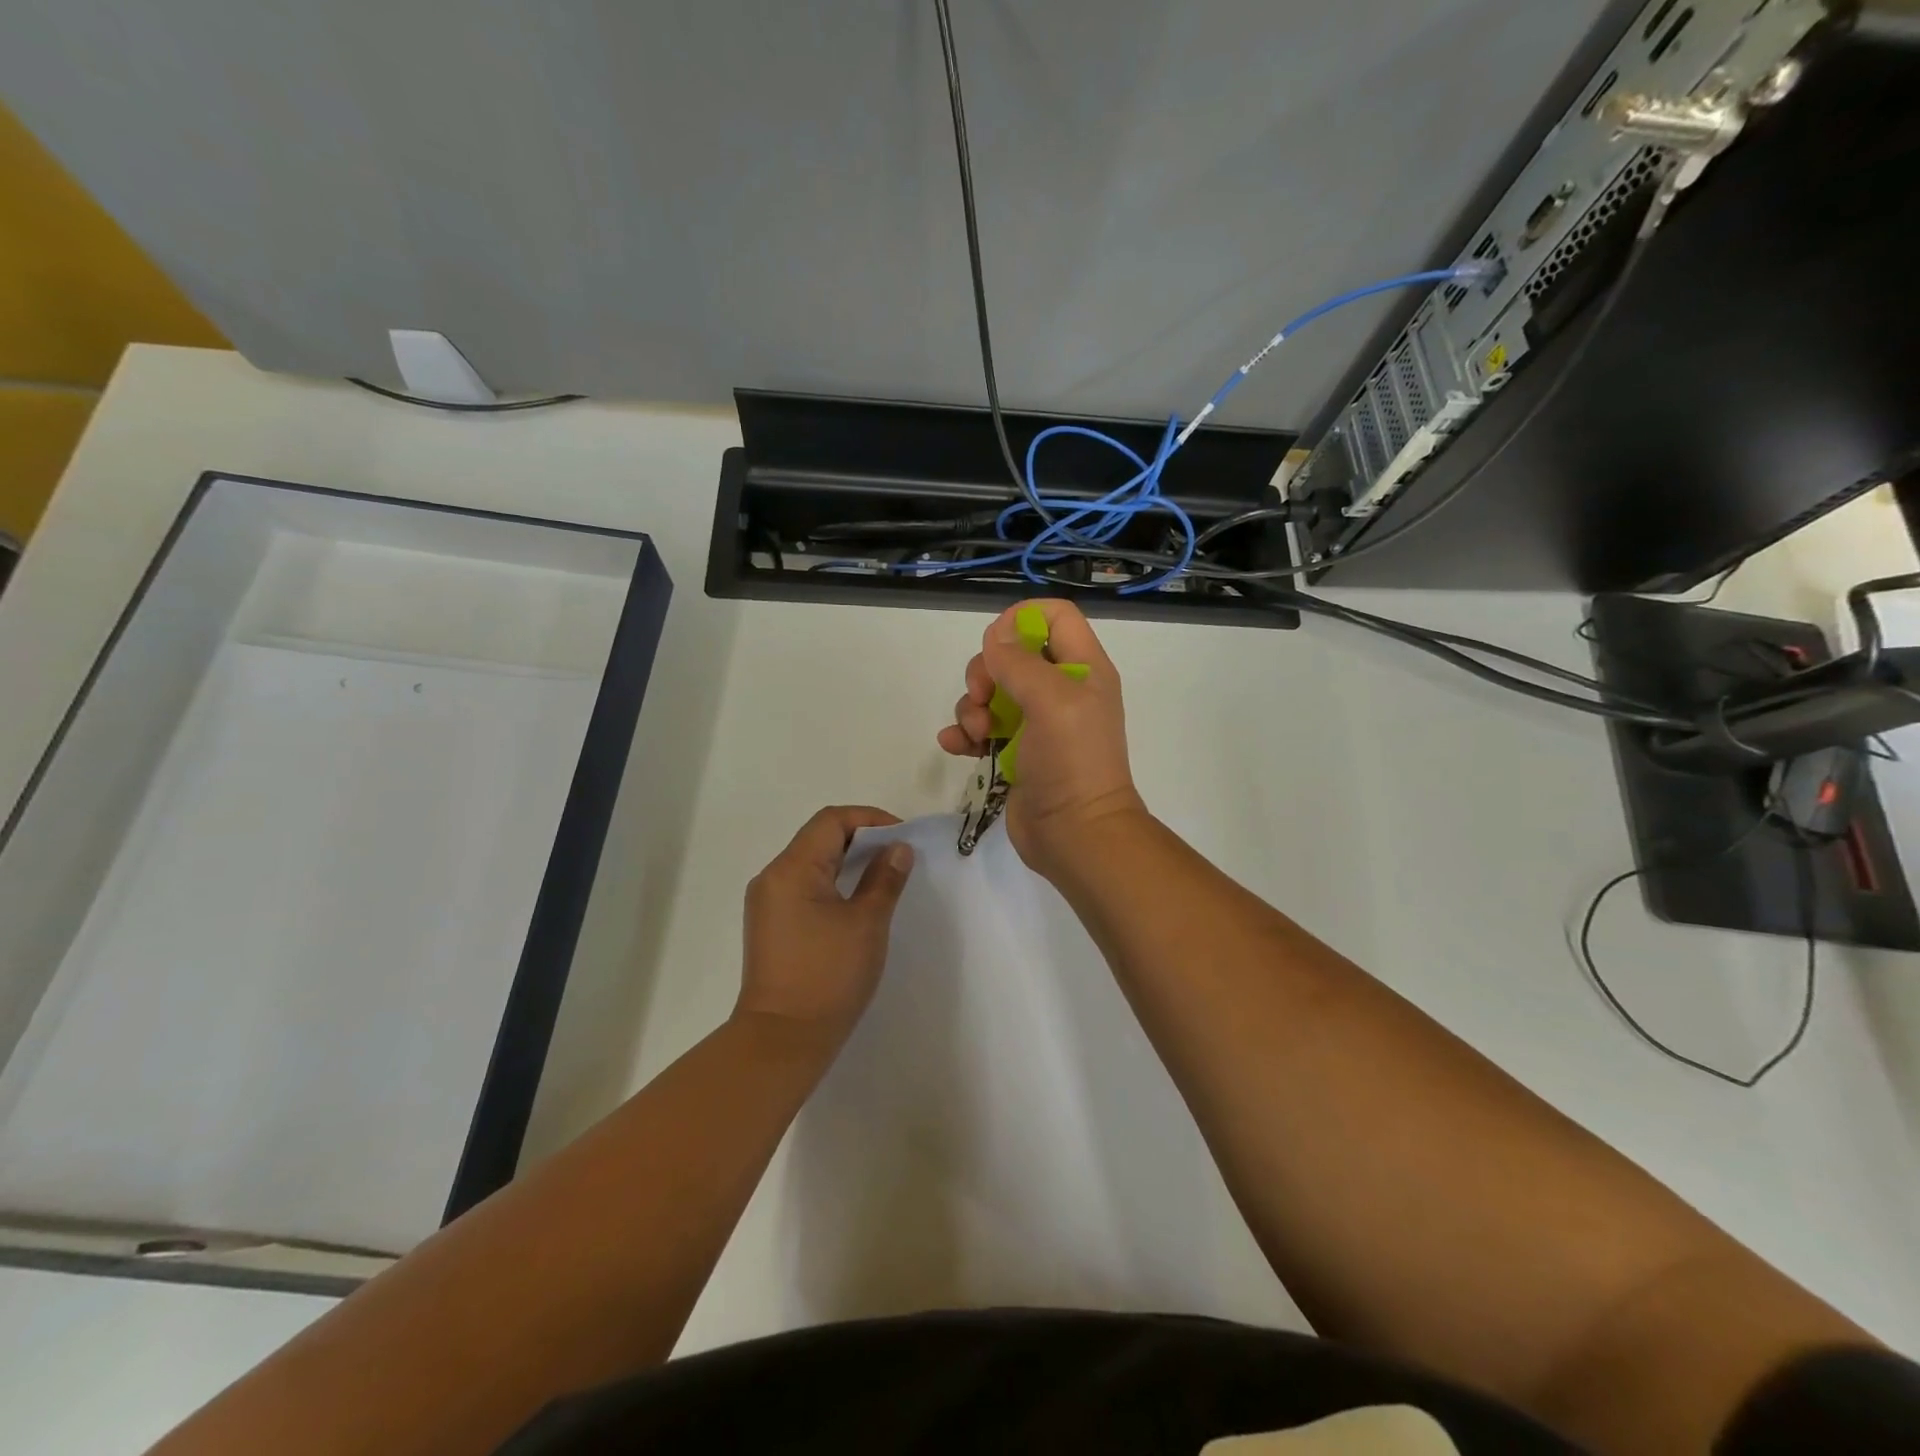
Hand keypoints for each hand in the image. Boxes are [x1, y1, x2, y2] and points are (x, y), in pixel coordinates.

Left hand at [735, 806, 915, 1045]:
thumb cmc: (828, 976)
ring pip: (811, 862)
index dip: (870, 820)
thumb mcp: (866, 923)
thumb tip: (898, 849)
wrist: (783, 1040)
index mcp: (791, 869)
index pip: (831, 821)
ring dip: (847, 861)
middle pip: (818, 838)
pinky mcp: (771, 925)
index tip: (902, 838)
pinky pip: (803, 886)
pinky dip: (832, 882)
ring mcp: (767, 902)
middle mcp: (772, 877)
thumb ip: (884, 879)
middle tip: (897, 856)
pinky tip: (856, 901)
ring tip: (883, 876)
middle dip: (861, 839)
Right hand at [937, 599, 1146, 879]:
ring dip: (972, 707)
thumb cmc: (1071, 762)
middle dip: (986, 671)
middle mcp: (1061, 690)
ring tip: (977, 733)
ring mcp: (1037, 723)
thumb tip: (995, 636)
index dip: (1022, 619)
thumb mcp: (1051, 701)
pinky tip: (955, 746)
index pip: (1055, 617)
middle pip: (1013, 653)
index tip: (996, 643)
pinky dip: (965, 733)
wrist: (1075, 835)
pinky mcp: (1016, 752)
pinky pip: (982, 728)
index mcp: (1082, 669)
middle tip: (982, 698)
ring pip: (992, 691)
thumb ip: (1020, 661)